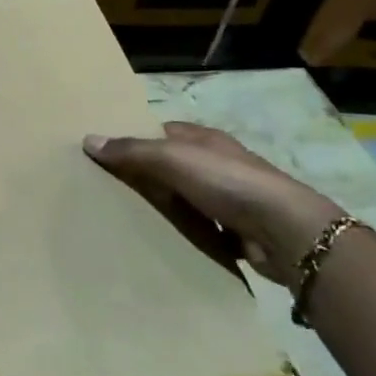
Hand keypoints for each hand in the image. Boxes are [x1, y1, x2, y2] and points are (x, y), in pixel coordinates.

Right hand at [83, 122, 343, 284]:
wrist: (287, 231)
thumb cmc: (227, 182)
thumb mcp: (171, 158)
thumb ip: (131, 151)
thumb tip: (88, 139)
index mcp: (205, 139)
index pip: (163, 132)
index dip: (136, 140)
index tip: (107, 155)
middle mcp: (220, 164)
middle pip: (173, 166)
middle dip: (147, 177)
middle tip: (109, 191)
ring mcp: (233, 198)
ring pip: (188, 199)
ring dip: (167, 208)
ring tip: (129, 219)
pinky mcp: (240, 231)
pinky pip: (203, 229)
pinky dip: (187, 235)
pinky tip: (165, 243)